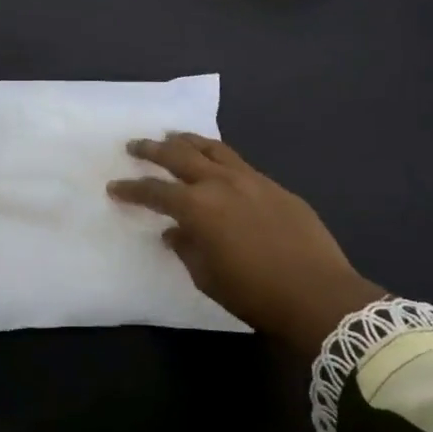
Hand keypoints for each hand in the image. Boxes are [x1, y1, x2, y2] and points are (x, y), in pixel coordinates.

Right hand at [108, 133, 387, 356]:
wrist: (317, 294)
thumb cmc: (254, 293)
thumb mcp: (208, 277)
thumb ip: (186, 248)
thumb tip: (175, 232)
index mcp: (198, 207)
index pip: (155, 192)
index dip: (132, 189)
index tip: (115, 187)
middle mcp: (220, 183)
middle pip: (179, 156)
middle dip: (153, 150)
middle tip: (135, 145)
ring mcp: (251, 180)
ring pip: (213, 149)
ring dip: (188, 141)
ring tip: (173, 137)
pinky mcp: (275, 186)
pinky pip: (238, 162)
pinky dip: (219, 156)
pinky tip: (216, 162)